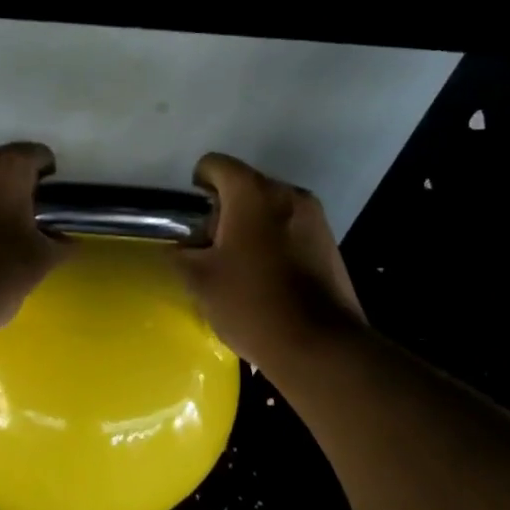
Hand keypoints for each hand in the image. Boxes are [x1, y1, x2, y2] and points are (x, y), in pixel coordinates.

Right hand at [177, 152, 365, 368]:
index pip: (216, 165)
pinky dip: (272, 242)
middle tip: (211, 252)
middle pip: (245, 187)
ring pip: (269, 209)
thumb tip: (184, 246)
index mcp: (252, 193)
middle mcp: (288, 194)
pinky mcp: (329, 243)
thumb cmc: (251, 304)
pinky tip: (265, 278)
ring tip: (238, 269)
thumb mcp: (199, 280)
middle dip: (224, 213)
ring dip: (249, 228)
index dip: (198, 184)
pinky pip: (290, 229)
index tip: (193, 219)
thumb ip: (181, 254)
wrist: (318, 345)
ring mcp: (314, 218)